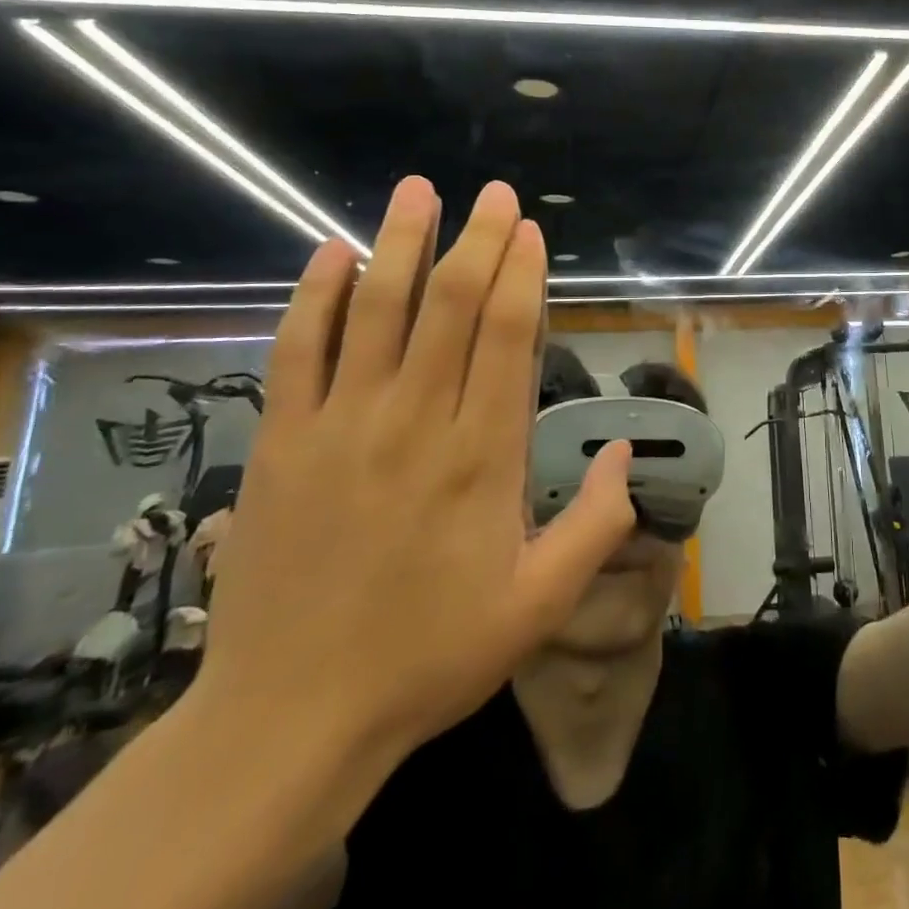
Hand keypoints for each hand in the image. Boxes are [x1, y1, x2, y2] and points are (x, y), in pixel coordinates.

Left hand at [197, 177, 634, 760]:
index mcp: (481, 457)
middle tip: (492, 193)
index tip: (528, 230)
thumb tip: (626, 451)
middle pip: (448, 307)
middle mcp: (414, 423)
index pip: (505, 337)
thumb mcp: (539, 606)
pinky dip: (314, 297)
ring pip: (374, 312)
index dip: (520, 274)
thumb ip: (595, 524)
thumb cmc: (429, 656)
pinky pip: (297, 351)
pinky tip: (331, 253)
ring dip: (399, 243)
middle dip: (475, 240)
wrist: (291, 719)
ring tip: (417, 190)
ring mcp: (340, 427)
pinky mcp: (281, 443)